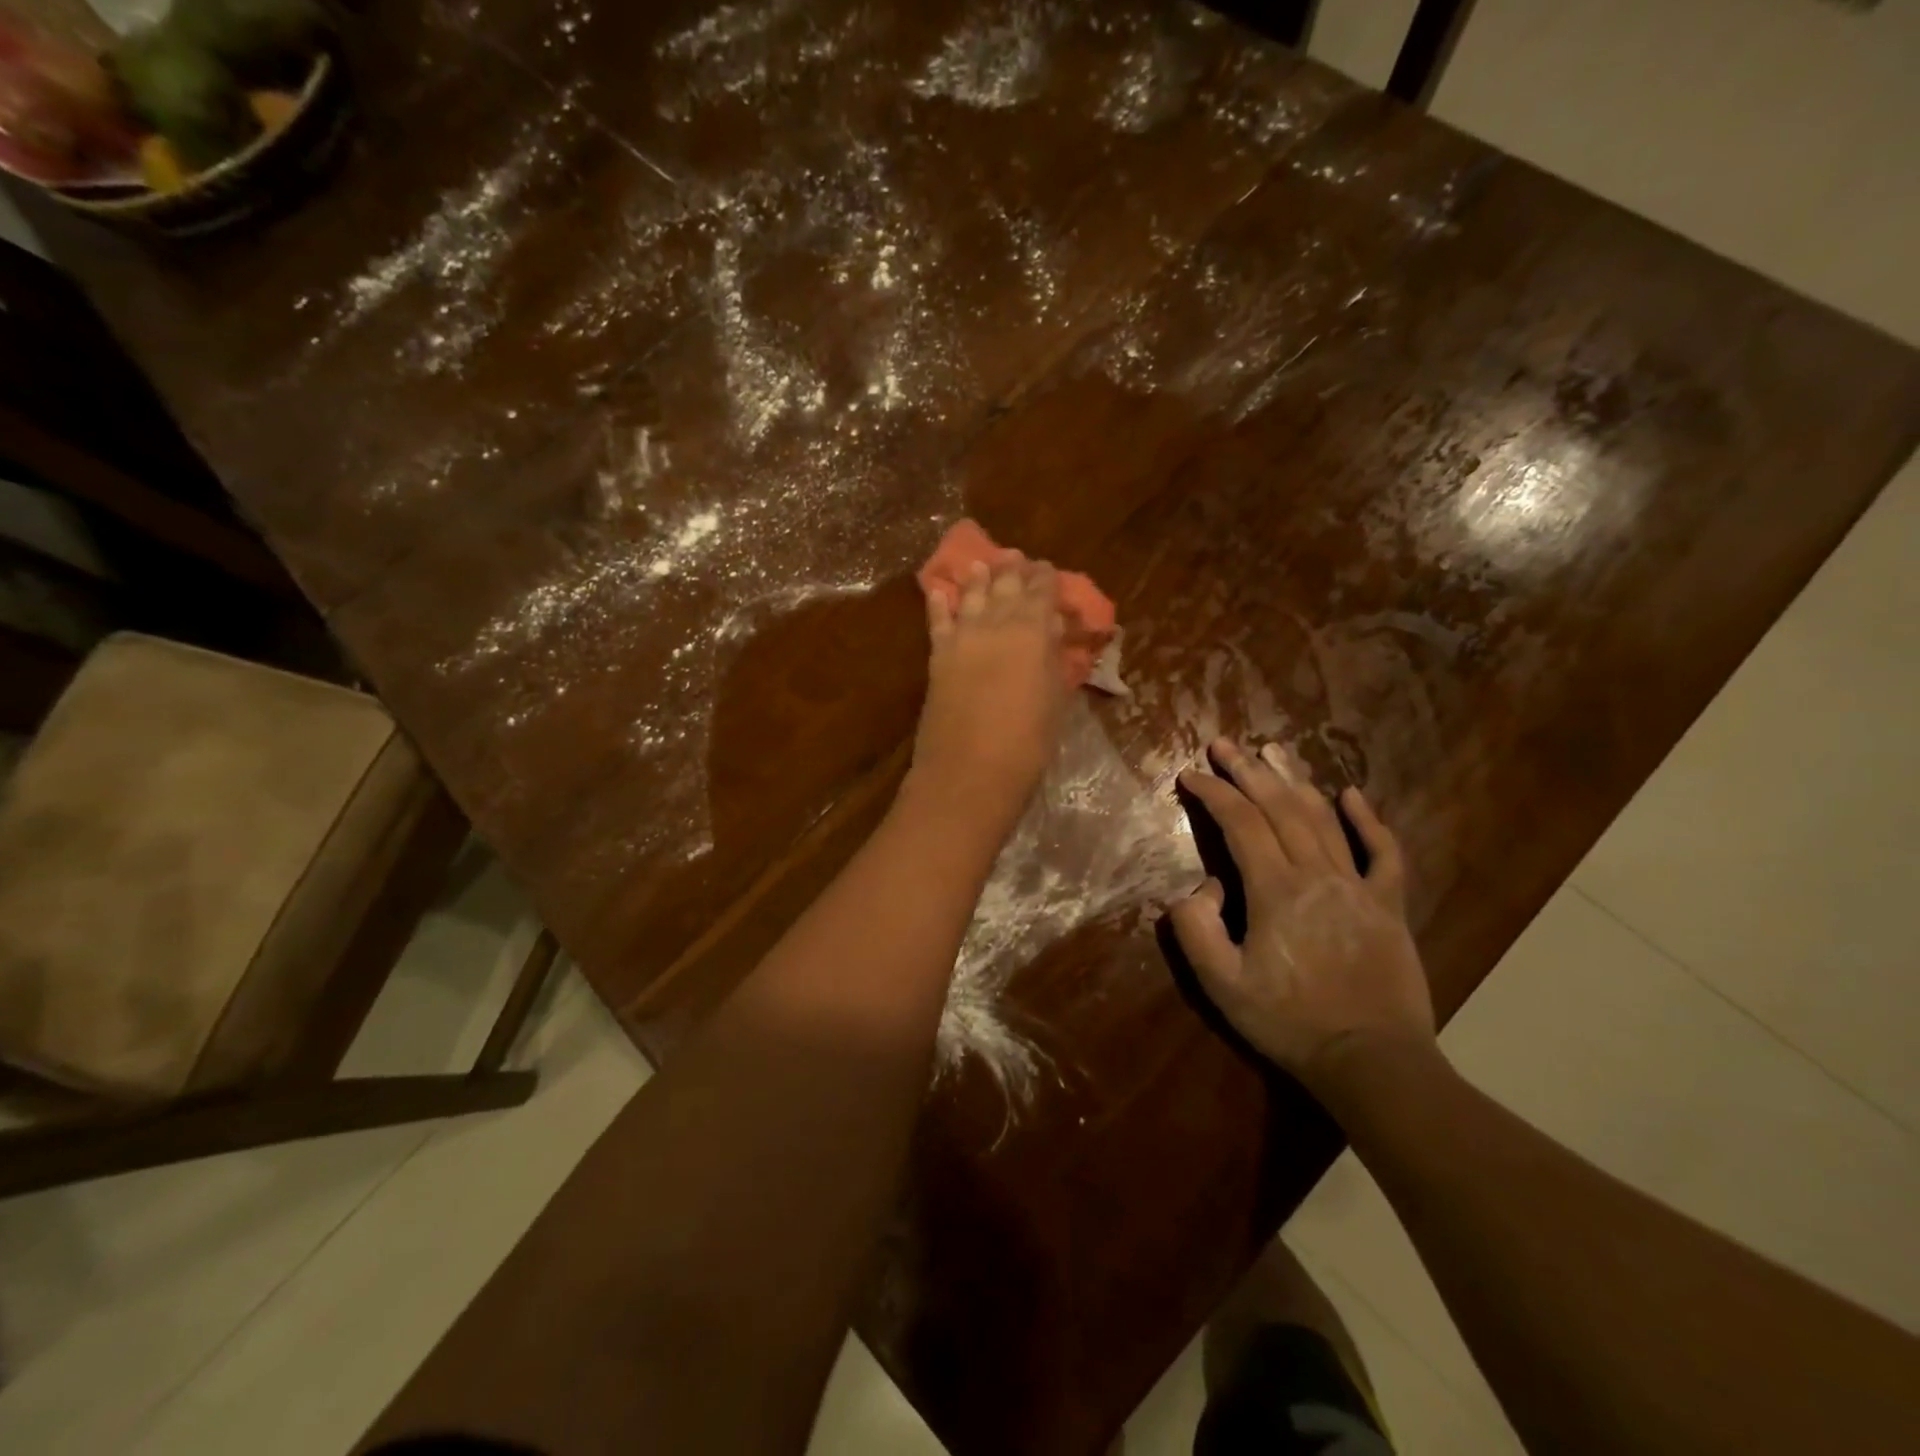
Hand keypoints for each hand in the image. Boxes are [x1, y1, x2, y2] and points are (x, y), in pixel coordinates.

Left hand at [908, 556, 1069, 827]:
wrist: (969, 769)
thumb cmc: (1027, 741)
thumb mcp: (1055, 698)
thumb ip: (1052, 658)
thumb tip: (1051, 631)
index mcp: (1032, 630)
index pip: (1041, 592)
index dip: (1045, 579)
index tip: (1047, 568)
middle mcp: (995, 623)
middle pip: (1005, 586)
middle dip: (1013, 570)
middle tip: (1017, 558)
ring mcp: (962, 638)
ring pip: (971, 596)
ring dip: (978, 578)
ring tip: (981, 563)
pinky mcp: (937, 657)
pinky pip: (938, 621)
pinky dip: (940, 604)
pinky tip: (940, 592)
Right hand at [1170, 739, 1433, 1086]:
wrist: (1371, 1060)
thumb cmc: (1289, 1022)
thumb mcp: (1221, 984)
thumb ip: (1196, 928)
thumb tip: (1205, 886)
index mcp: (1275, 890)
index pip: (1239, 823)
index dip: (1213, 793)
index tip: (1189, 774)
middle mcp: (1317, 874)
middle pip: (1279, 808)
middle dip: (1247, 772)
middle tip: (1224, 743)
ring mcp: (1359, 886)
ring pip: (1323, 819)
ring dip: (1294, 781)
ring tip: (1273, 751)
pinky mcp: (1388, 905)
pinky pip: (1383, 853)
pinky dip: (1368, 821)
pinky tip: (1351, 795)